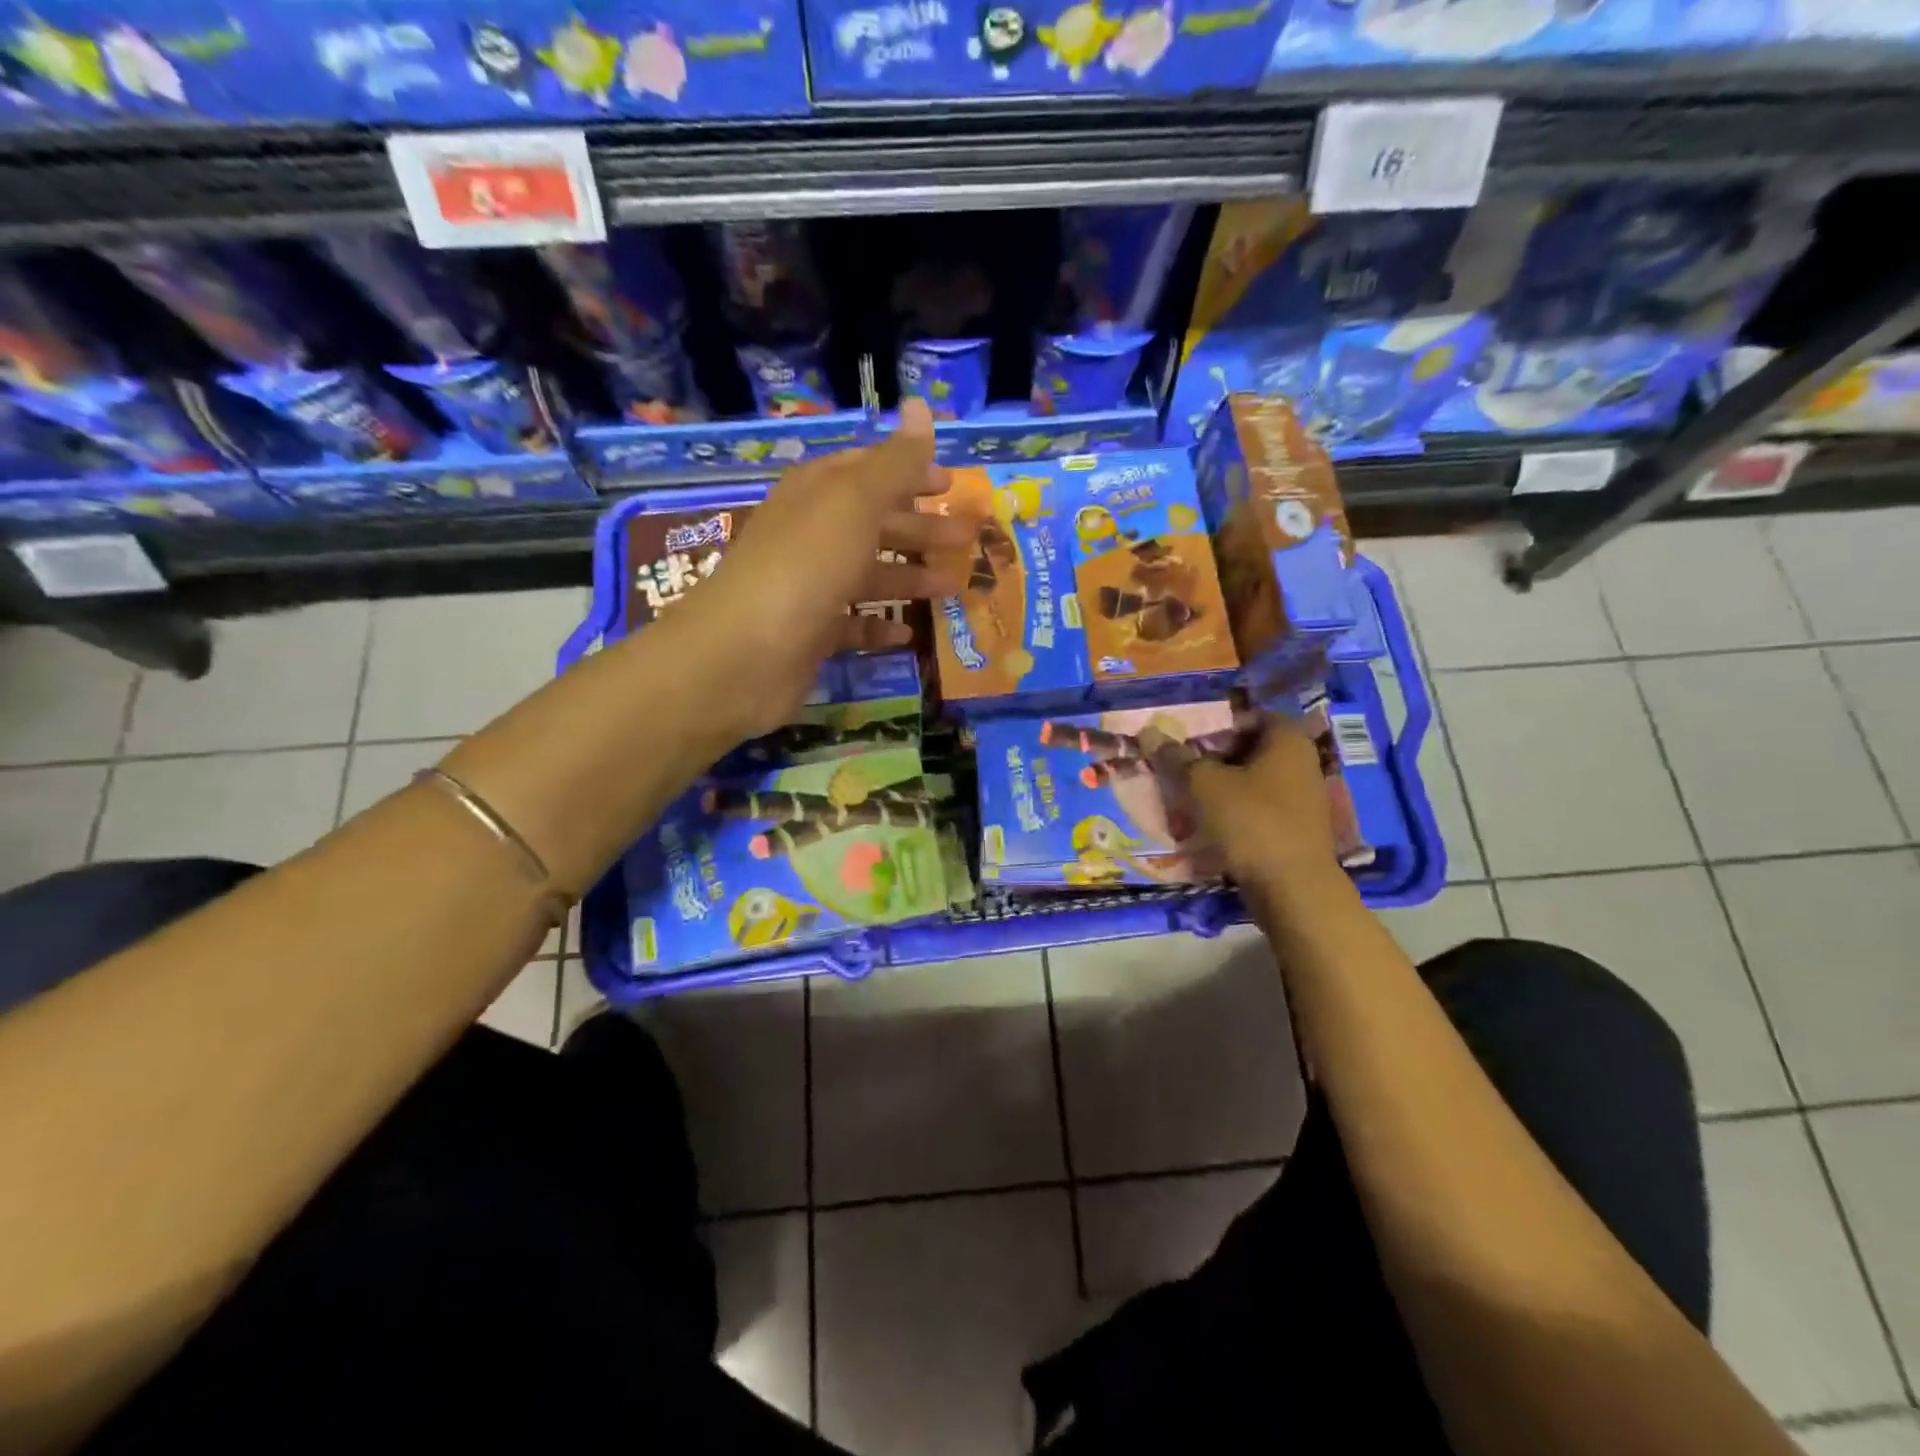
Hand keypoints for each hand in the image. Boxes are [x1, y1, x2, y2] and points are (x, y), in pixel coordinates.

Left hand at [677, 399, 973, 740]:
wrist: (746, 651)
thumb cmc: (807, 564)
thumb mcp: (856, 502)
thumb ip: (895, 461)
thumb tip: (922, 406)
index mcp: (818, 492)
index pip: (868, 470)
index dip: (910, 472)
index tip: (951, 486)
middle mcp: (812, 534)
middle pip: (874, 523)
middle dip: (921, 528)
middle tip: (967, 538)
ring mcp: (810, 585)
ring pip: (868, 574)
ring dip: (910, 577)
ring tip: (953, 587)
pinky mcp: (811, 632)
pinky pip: (853, 623)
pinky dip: (880, 624)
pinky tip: (910, 633)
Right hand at [1144, 716, 1342, 888]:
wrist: (1292, 889)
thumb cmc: (1251, 822)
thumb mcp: (1204, 784)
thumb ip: (1177, 757)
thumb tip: (1150, 734)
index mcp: (1287, 740)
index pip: (1247, 716)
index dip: (1213, 725)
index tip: (1184, 741)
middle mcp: (1301, 762)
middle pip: (1247, 750)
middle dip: (1211, 759)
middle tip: (1179, 770)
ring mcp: (1302, 798)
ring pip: (1250, 782)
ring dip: (1219, 789)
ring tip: (1186, 800)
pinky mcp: (1296, 829)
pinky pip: (1258, 810)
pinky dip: (1233, 813)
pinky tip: (1207, 827)